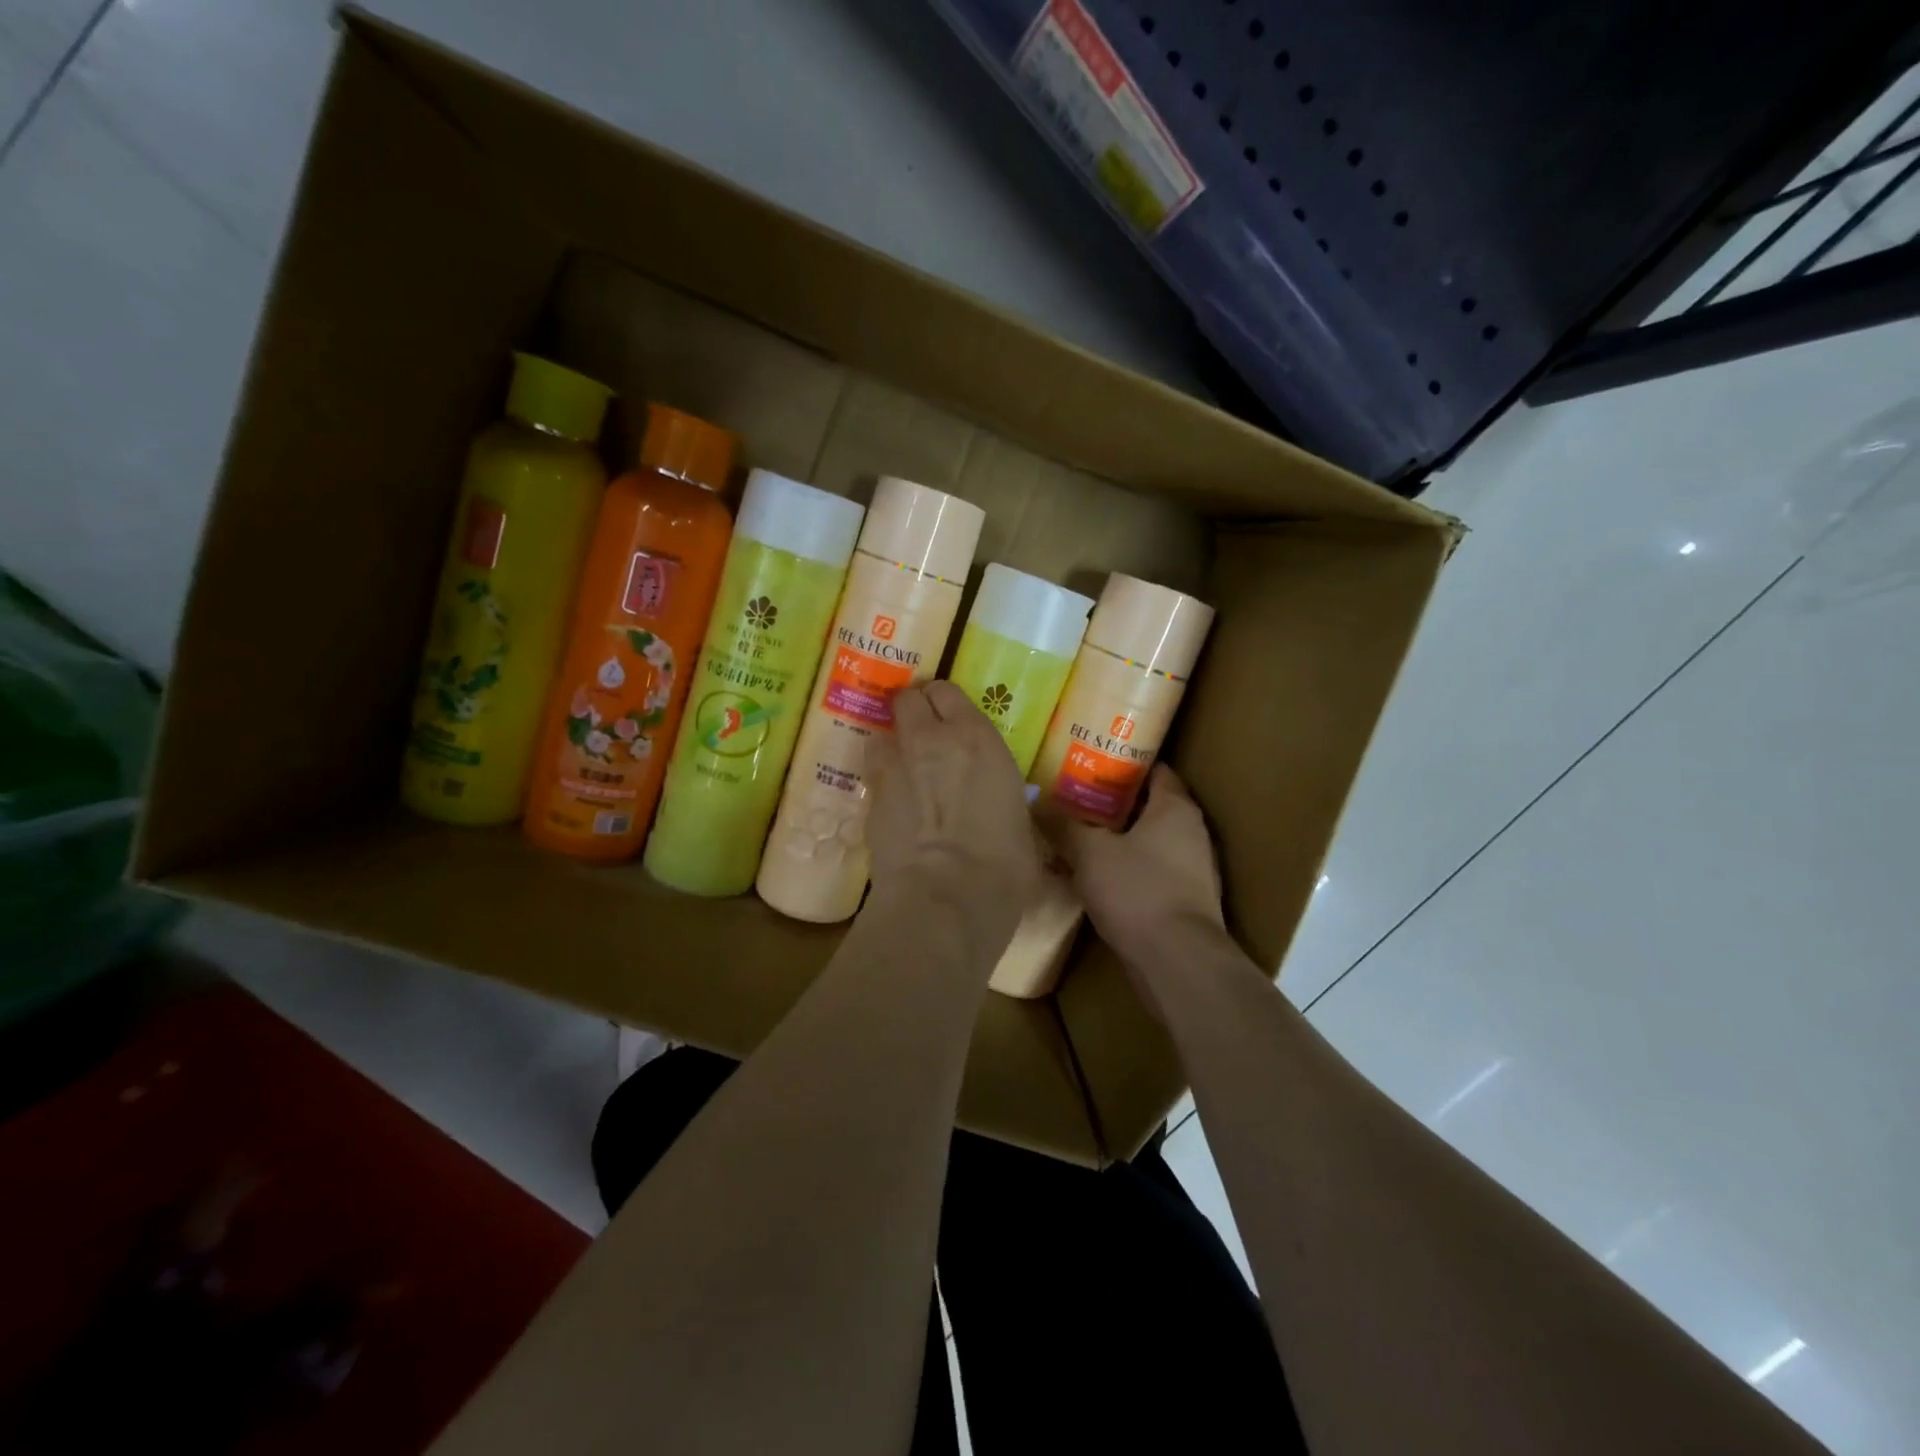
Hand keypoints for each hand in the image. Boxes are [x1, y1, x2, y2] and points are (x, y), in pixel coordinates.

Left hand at [865, 681, 1039, 915]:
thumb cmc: (1003, 864)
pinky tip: (895, 807)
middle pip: (907, 699)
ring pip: (881, 733)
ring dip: (892, 744)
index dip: (945, 703)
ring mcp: (892, 768)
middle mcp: (929, 740)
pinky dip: (882, 783)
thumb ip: (1000, 800)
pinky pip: (873, 776)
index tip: (951, 718)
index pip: (948, 692)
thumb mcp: (1019, 823)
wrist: (945, 898)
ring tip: (904, 767)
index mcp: (976, 738)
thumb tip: (998, 812)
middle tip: (924, 733)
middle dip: (913, 710)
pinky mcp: (869, 800)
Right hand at [1046, 764, 1223, 959]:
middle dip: (1115, 804)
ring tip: (1081, 838)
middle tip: (1076, 800)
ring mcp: (1194, 870)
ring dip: (1121, 840)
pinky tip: (1099, 879)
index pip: (1155, 770)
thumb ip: (1063, 825)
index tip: (1091, 764)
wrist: (1178, 962)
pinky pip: (1153, 873)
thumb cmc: (1138, 891)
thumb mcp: (1089, 852)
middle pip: (1151, 807)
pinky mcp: (1186, 902)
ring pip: (1151, 842)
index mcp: (1176, 808)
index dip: (1124, 764)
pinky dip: (1129, 871)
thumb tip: (1036, 802)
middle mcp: (1192, 833)